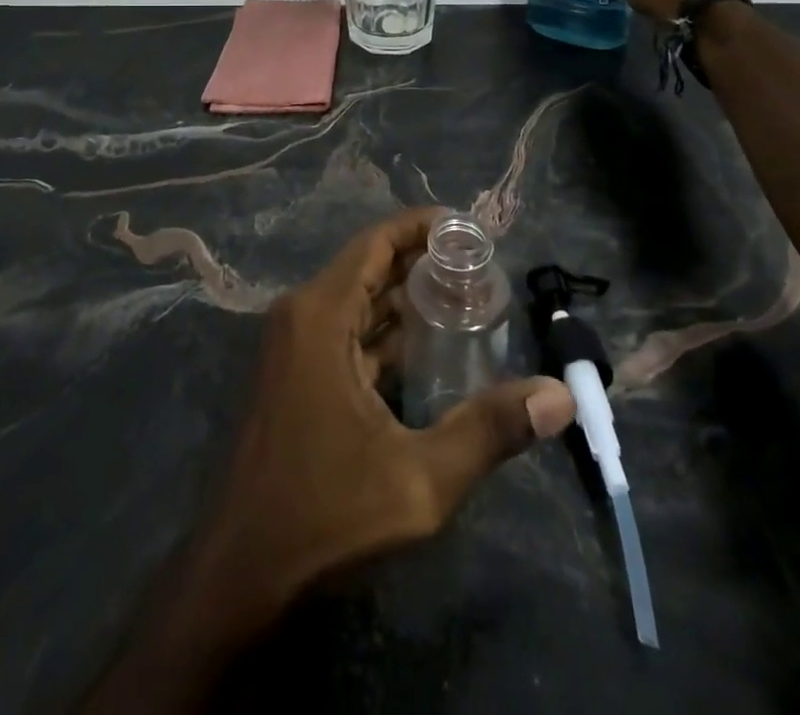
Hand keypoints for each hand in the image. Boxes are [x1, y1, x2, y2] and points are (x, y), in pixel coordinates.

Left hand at [203, 206, 574, 612]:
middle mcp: (301, 315)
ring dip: (405, 298)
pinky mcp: (293, 373)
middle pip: (369, 267)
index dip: (422, 227)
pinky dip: (383, 331)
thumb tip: (559, 395)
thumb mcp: (420, 479)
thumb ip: (490, 430)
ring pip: (357, 301)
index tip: (471, 230)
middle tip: (483, 269)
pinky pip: (344, 332)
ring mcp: (292, 345)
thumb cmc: (325, 514)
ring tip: (467, 300)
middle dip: (424, 263)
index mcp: (320, 314)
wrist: (240, 571)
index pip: (377, 242)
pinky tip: (428, 348)